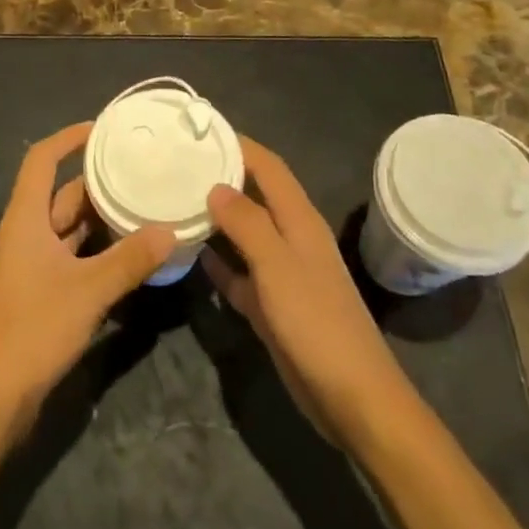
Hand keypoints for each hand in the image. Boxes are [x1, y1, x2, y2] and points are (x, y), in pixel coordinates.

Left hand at [0, 122, 174, 442]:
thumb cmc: (32, 329)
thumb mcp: (87, 291)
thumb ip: (129, 260)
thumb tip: (171, 230)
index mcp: (26, 219)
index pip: (42, 160)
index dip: (69, 138)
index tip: (103, 129)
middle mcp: (27, 234)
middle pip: (62, 194)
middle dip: (98, 181)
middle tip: (141, 170)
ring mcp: (33, 264)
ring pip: (71, 228)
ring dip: (103, 218)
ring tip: (145, 203)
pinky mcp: (42, 292)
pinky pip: (75, 257)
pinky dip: (100, 250)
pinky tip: (132, 252)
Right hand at [204, 138, 413, 446]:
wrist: (352, 398)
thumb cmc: (316, 322)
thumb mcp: (278, 266)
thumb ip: (247, 223)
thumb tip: (216, 186)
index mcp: (298, 219)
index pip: (268, 166)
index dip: (239, 144)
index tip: (201, 130)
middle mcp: (290, 238)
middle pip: (254, 195)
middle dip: (222, 176)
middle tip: (177, 163)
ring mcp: (282, 273)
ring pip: (244, 233)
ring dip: (216, 218)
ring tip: (176, 200)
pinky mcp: (272, 305)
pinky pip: (240, 272)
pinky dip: (219, 261)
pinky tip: (192, 255)